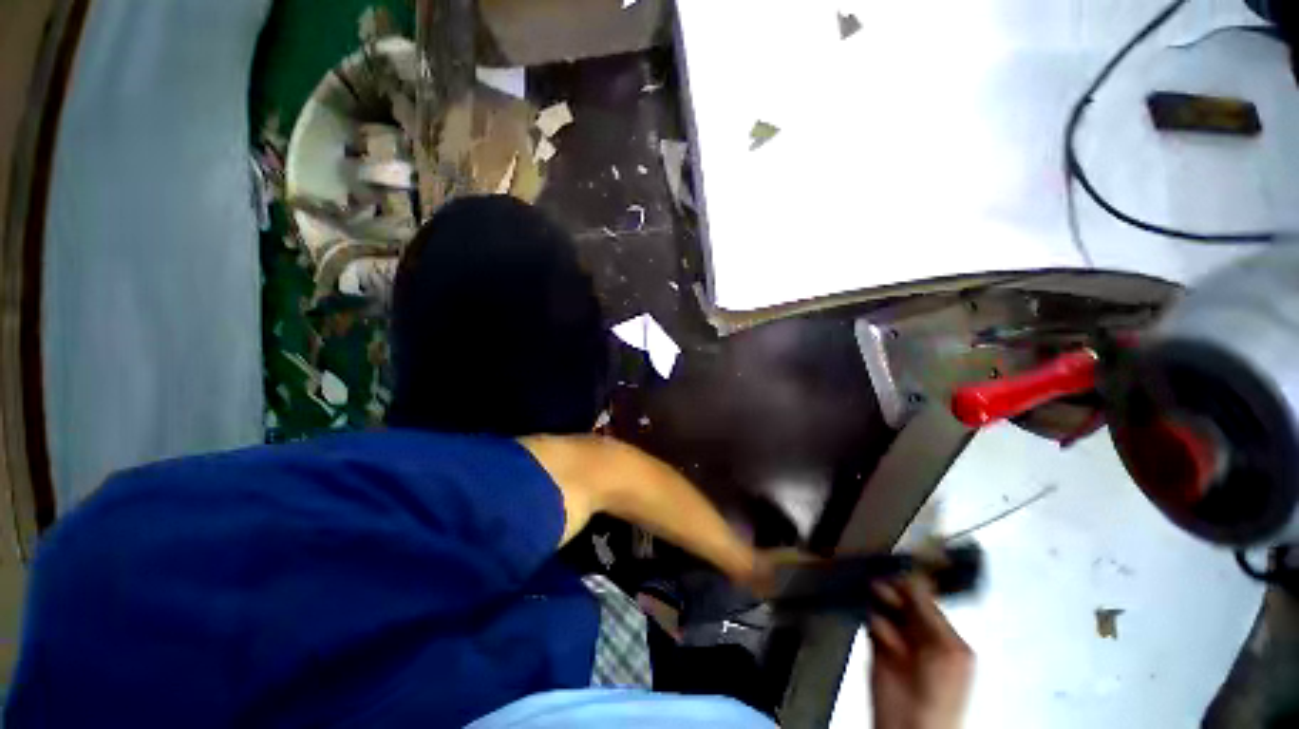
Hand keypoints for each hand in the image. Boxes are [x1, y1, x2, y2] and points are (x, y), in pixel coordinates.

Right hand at [869, 578, 973, 728]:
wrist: (911, 727)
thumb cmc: (941, 695)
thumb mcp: (945, 650)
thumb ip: (928, 613)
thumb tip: (915, 577)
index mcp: (944, 634)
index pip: (926, 596)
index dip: (913, 580)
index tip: (900, 562)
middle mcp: (921, 634)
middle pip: (903, 599)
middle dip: (894, 590)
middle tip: (883, 584)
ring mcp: (899, 640)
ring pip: (885, 607)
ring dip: (881, 604)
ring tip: (879, 603)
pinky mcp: (877, 647)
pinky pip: (871, 622)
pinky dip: (872, 621)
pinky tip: (878, 631)